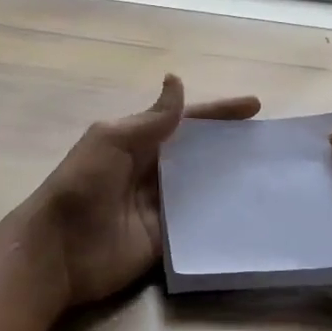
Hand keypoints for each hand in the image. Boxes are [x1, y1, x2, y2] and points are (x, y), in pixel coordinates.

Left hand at [20, 75, 259, 314]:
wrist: (59, 250)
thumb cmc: (83, 185)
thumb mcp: (112, 141)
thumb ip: (151, 119)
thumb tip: (177, 80)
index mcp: (138, 142)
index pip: (186, 121)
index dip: (219, 113)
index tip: (255, 106)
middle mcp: (152, 171)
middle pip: (199, 154)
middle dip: (231, 145)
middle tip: (271, 143)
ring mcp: (160, 207)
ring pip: (203, 188)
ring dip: (232, 180)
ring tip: (272, 175)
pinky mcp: (165, 240)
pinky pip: (197, 225)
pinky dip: (221, 218)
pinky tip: (252, 214)